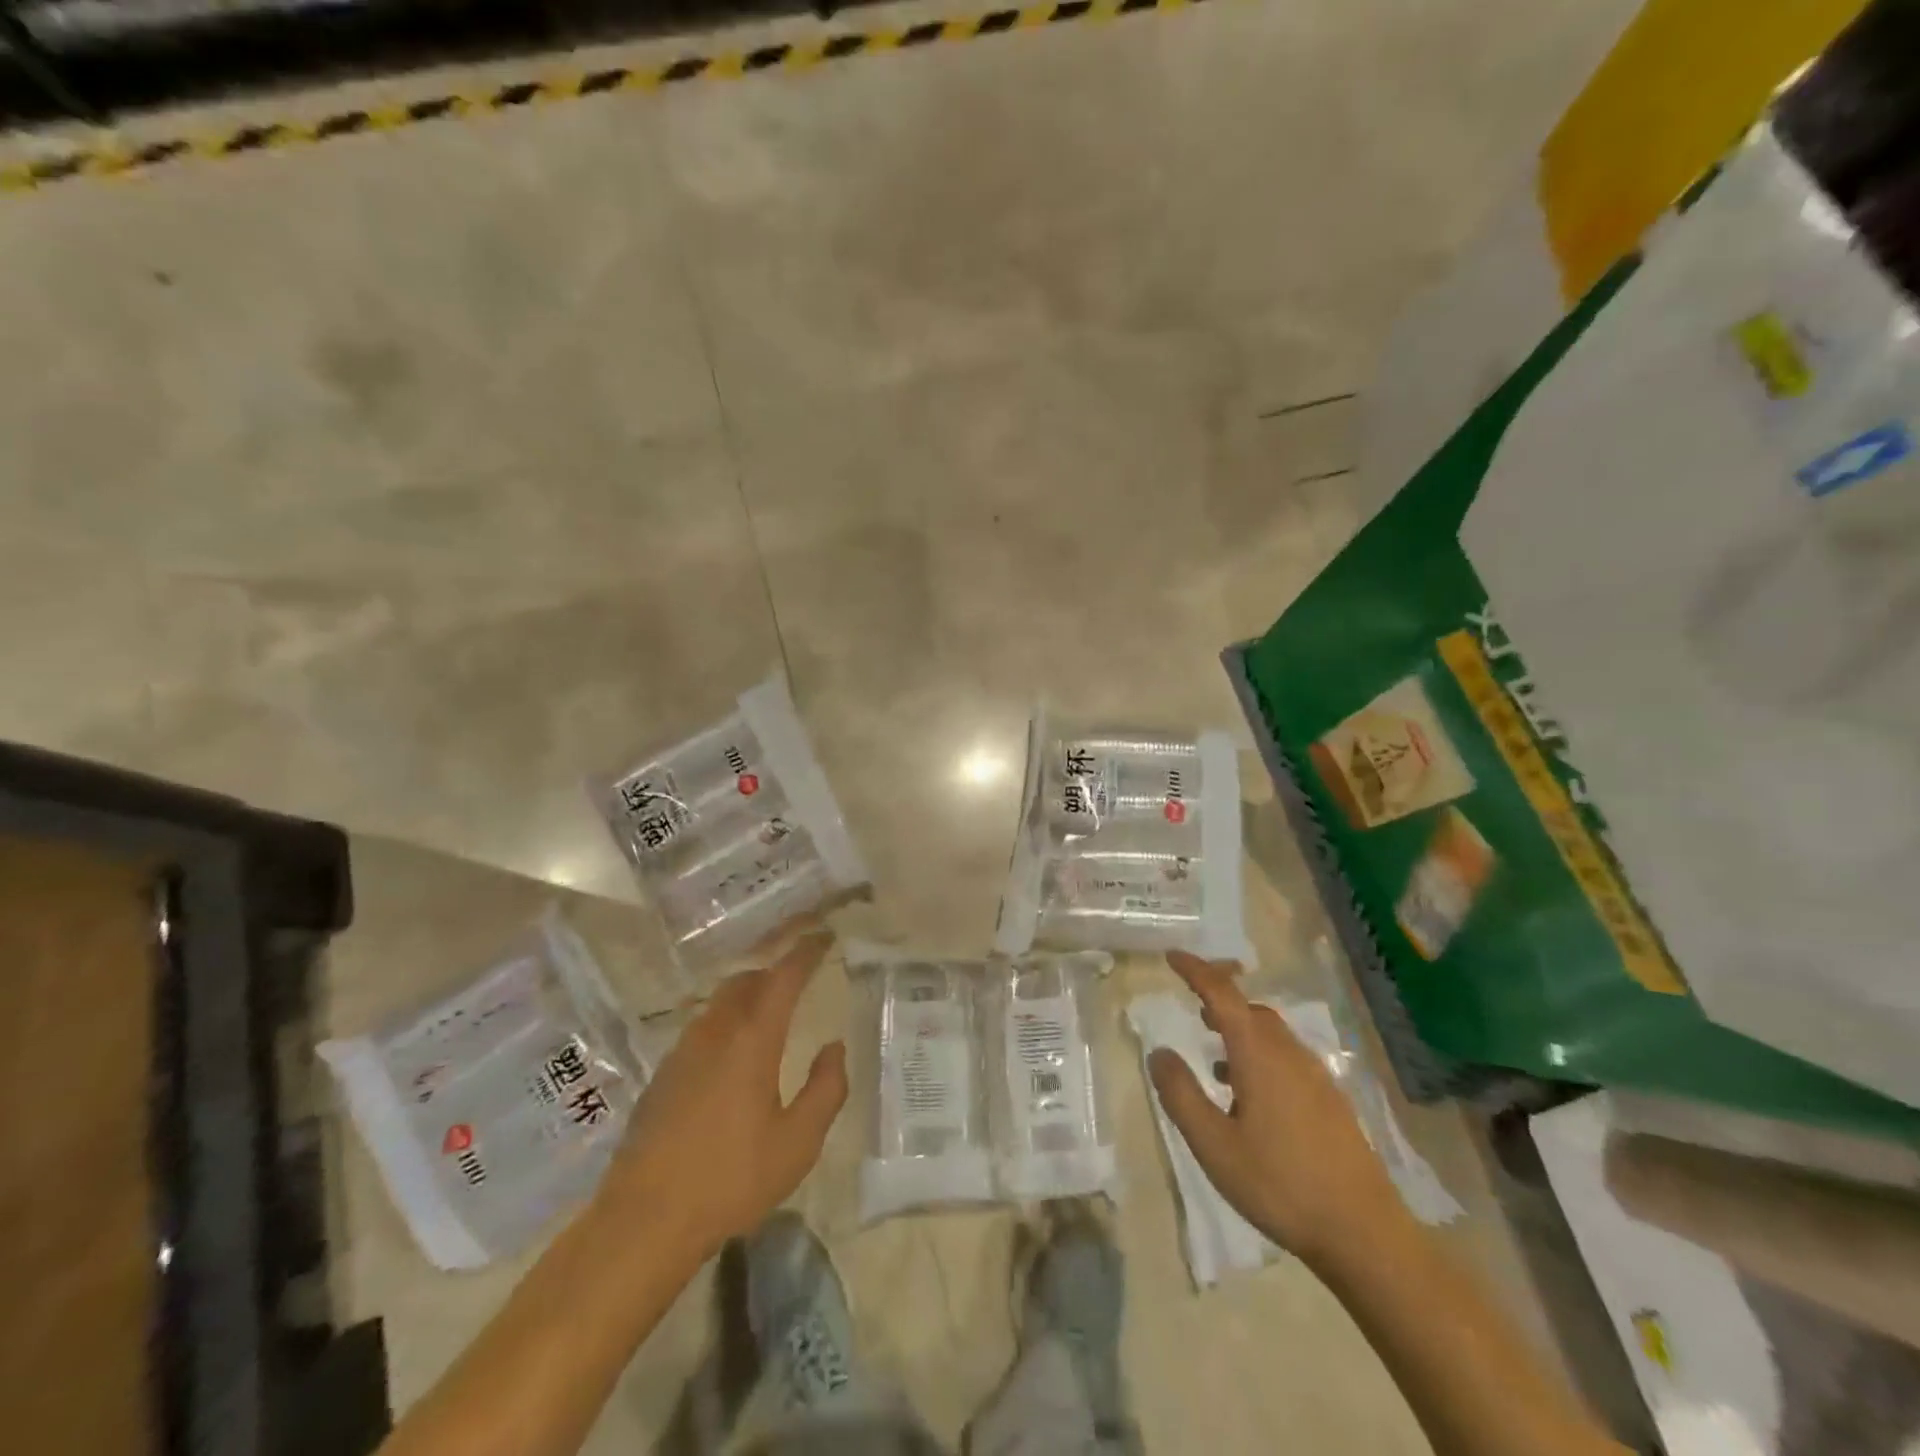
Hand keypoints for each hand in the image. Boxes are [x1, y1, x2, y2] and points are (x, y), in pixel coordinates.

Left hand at [598, 931, 846, 1263]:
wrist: (644, 1221)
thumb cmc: (731, 1180)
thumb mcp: (798, 1143)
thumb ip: (826, 1089)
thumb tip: (834, 1048)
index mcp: (752, 1041)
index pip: (783, 978)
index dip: (805, 953)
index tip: (823, 938)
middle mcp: (715, 1033)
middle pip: (746, 981)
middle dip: (774, 971)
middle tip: (799, 976)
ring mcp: (682, 1052)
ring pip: (720, 1003)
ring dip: (748, 995)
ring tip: (769, 1012)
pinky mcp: (662, 1075)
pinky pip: (701, 1029)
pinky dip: (725, 1022)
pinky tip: (731, 1055)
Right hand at [1148, 951, 1402, 1266]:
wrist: (1364, 1233)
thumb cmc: (1279, 1184)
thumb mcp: (1213, 1144)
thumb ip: (1181, 1094)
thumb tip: (1159, 1052)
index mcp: (1259, 1054)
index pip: (1222, 994)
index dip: (1196, 971)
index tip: (1172, 956)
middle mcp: (1289, 1054)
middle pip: (1250, 1009)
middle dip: (1219, 998)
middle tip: (1192, 1002)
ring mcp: (1316, 1077)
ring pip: (1271, 1034)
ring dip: (1239, 1029)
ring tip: (1213, 1051)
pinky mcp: (1330, 1101)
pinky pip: (1286, 1058)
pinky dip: (1259, 1055)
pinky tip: (1247, 1094)